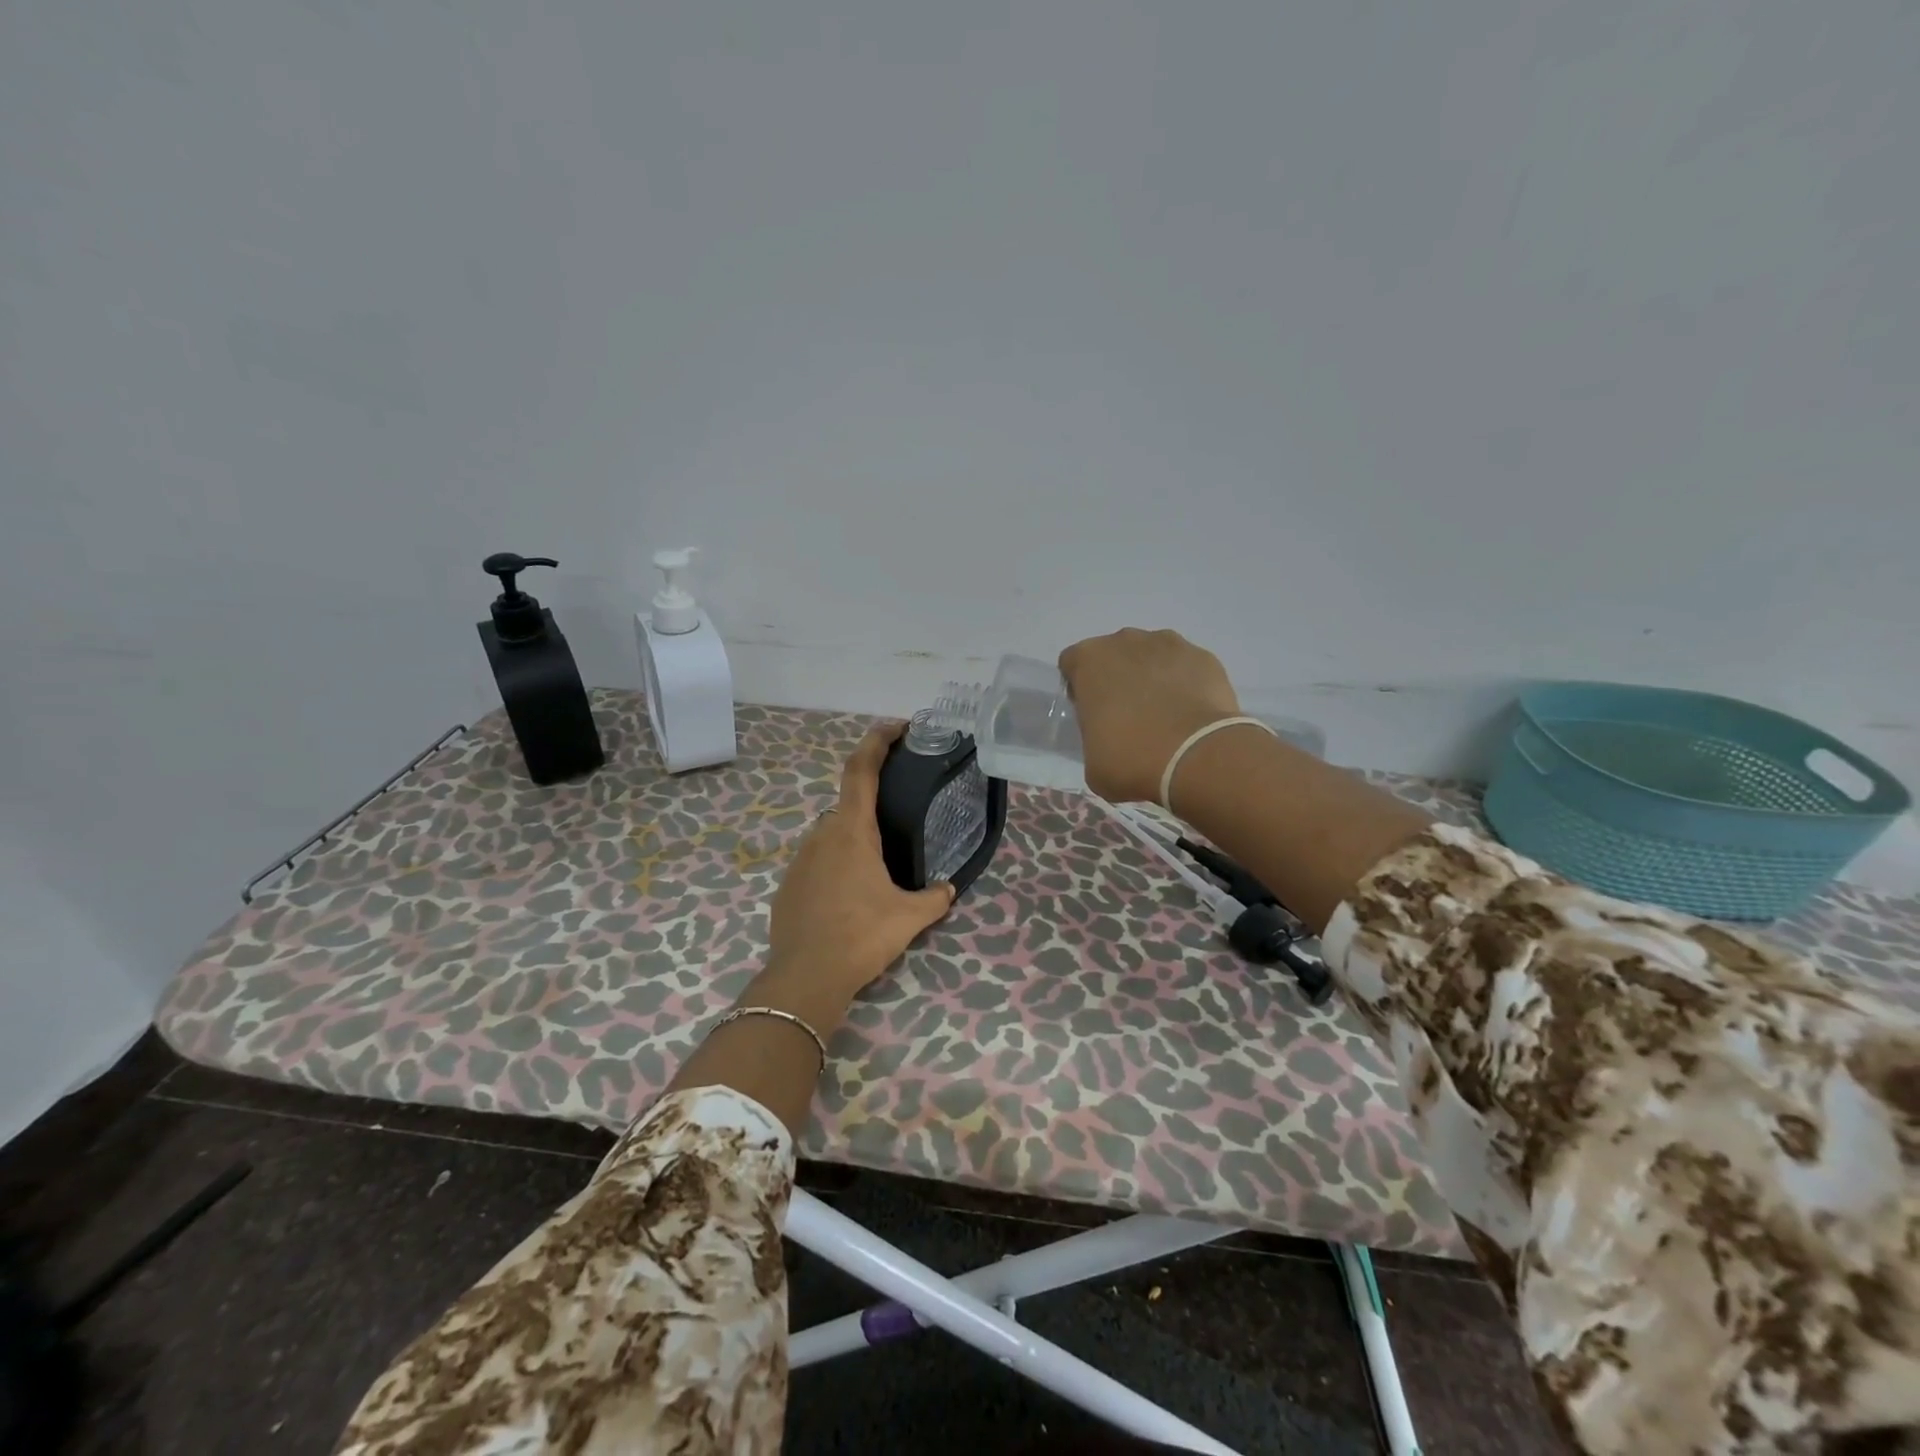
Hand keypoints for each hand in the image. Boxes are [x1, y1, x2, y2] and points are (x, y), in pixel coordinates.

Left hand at [767, 721, 956, 999]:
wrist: (805, 977)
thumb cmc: (861, 935)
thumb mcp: (909, 917)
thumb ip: (934, 898)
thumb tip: (948, 890)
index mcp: (852, 831)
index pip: (862, 770)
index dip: (877, 741)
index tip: (897, 728)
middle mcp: (822, 834)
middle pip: (850, 805)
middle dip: (874, 807)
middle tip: (900, 823)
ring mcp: (800, 858)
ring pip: (834, 836)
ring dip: (856, 841)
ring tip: (879, 870)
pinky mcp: (789, 883)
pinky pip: (819, 861)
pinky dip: (837, 866)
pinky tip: (851, 897)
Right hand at [1058, 629, 1241, 802]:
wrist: (1195, 757)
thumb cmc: (1130, 759)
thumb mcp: (1092, 761)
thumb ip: (1094, 736)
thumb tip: (1111, 739)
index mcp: (1089, 660)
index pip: (1073, 664)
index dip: (1081, 689)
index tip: (1092, 714)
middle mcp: (1125, 641)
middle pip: (1114, 654)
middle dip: (1118, 678)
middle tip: (1128, 716)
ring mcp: (1169, 644)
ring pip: (1152, 656)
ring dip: (1153, 677)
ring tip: (1165, 716)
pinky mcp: (1204, 657)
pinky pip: (1186, 667)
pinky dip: (1186, 684)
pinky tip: (1191, 715)